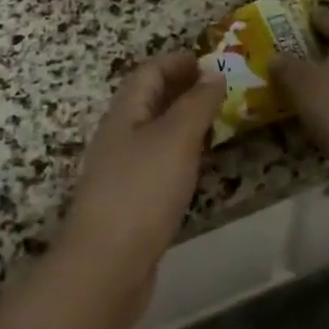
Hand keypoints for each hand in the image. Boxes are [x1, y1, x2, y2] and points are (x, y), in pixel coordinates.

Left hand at [62, 53, 221, 276]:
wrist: (107, 266)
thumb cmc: (142, 190)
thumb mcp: (176, 138)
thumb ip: (197, 104)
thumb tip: (214, 73)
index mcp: (125, 113)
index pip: (148, 72)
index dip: (176, 62)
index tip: (210, 62)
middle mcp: (119, 136)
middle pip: (149, 100)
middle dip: (182, 89)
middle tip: (221, 90)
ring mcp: (122, 170)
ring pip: (154, 132)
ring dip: (183, 121)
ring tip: (217, 122)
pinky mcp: (131, 202)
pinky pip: (158, 162)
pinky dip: (180, 152)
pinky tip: (198, 165)